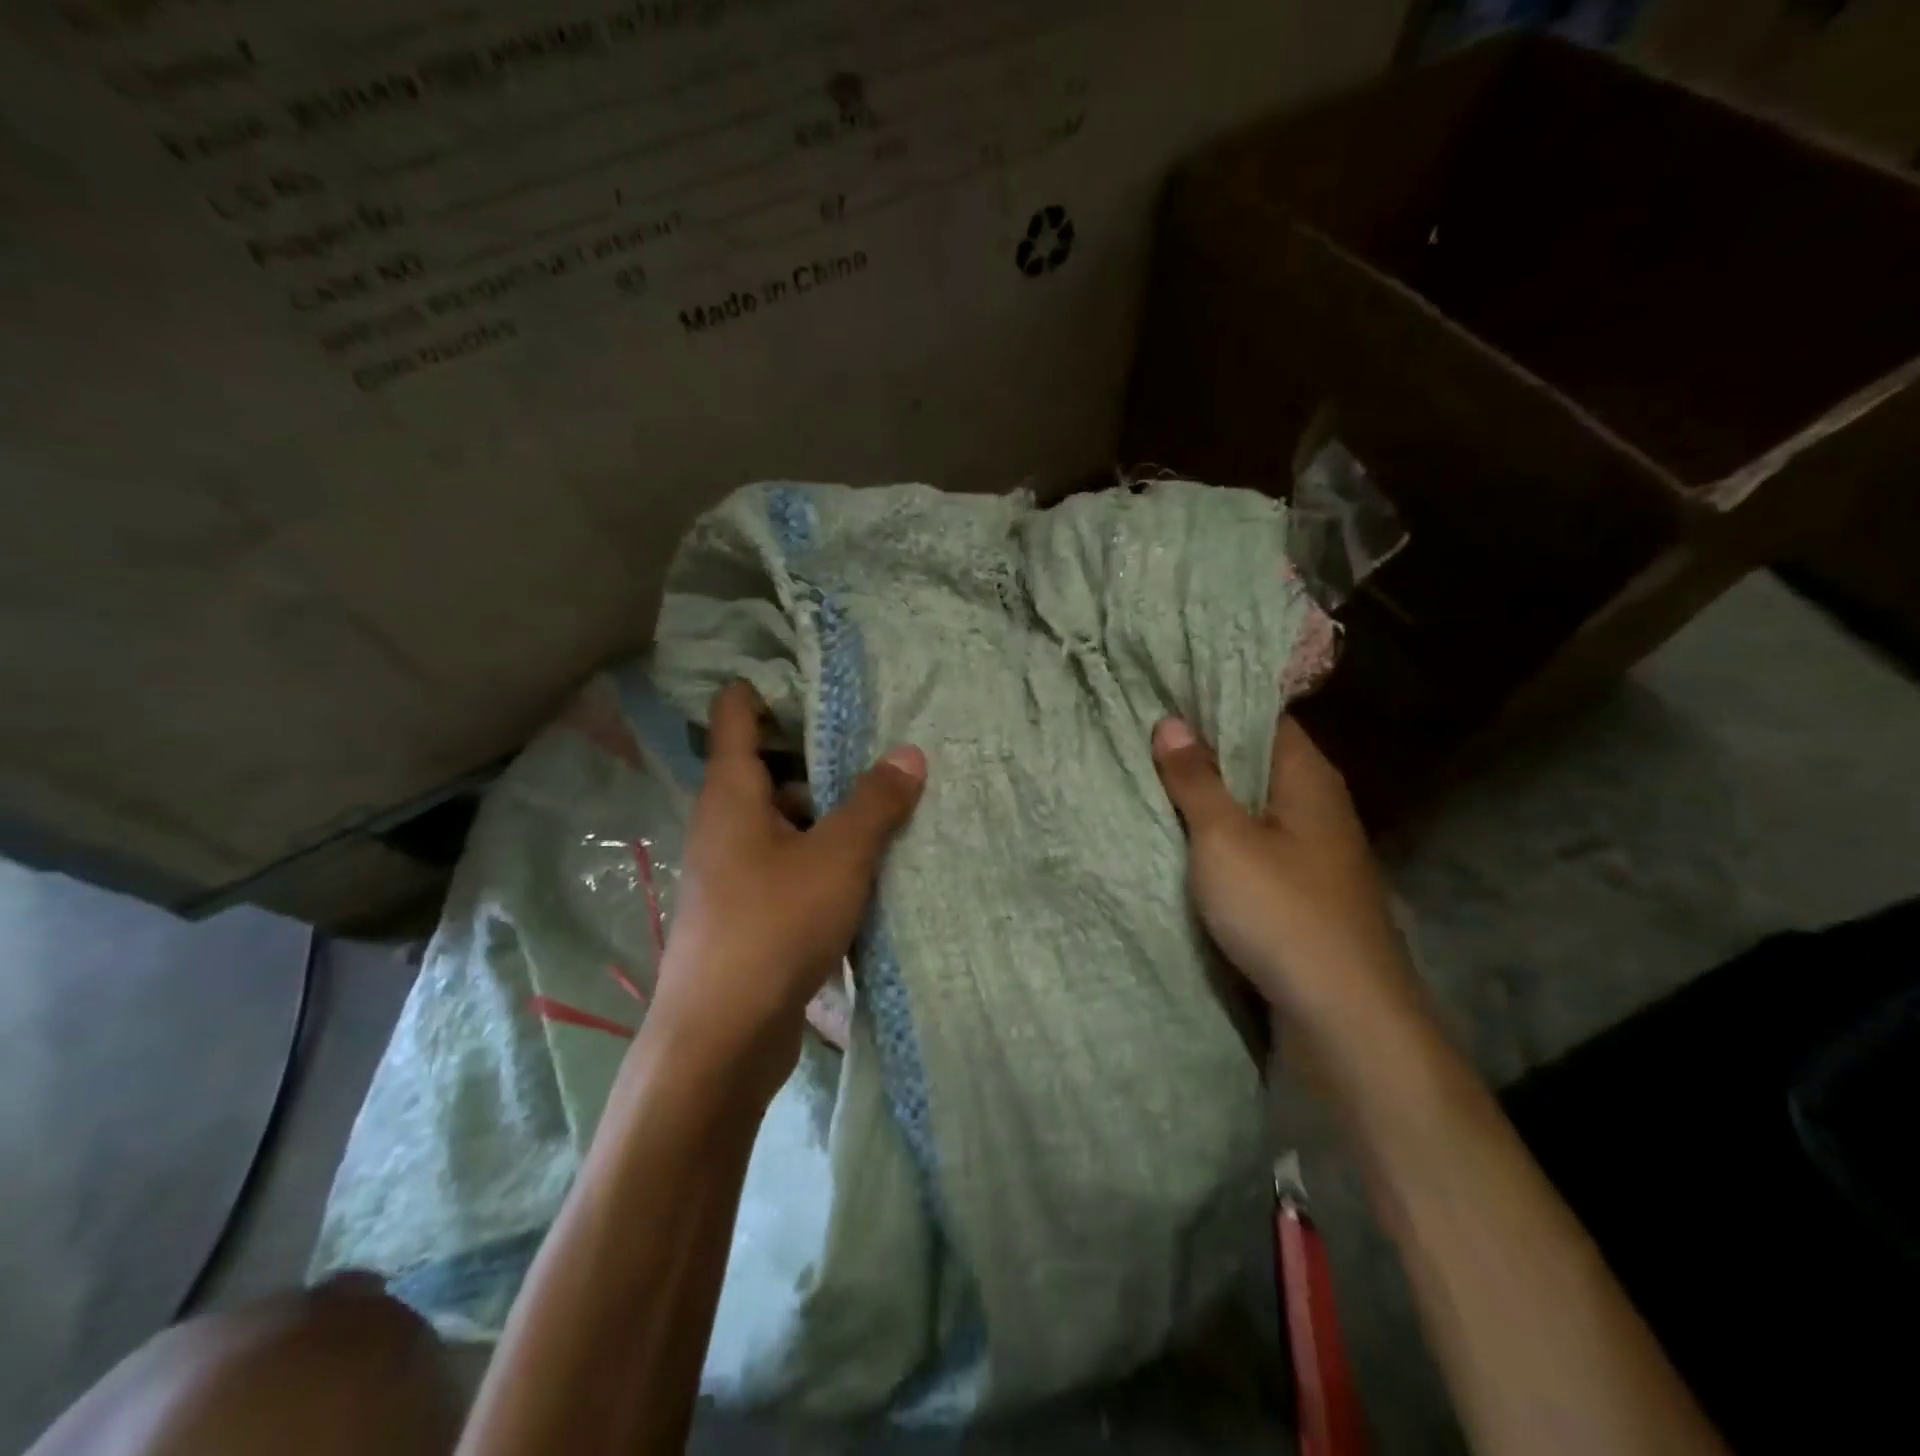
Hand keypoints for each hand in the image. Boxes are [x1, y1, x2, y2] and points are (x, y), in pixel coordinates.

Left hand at [644, 681, 925, 1099]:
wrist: (722, 1038)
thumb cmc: (772, 926)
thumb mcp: (836, 857)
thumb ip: (874, 803)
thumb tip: (910, 752)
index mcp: (732, 793)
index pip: (737, 714)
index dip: (768, 687)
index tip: (818, 676)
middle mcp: (727, 823)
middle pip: (771, 766)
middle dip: (821, 753)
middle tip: (880, 738)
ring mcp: (736, 869)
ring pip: (787, 819)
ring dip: (830, 810)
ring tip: (890, 798)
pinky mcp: (751, 909)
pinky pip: (792, 861)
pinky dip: (825, 853)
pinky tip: (870, 862)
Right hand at [1151, 715, 1419, 1038]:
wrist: (1342, 1015)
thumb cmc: (1281, 911)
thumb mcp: (1224, 838)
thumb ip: (1196, 780)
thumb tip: (1171, 722)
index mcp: (1308, 777)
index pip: (1262, 716)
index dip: (1214, 703)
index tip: (1163, 695)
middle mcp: (1318, 805)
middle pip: (1256, 761)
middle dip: (1203, 750)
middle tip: (1143, 735)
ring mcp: (1314, 851)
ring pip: (1253, 806)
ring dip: (1209, 797)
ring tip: (1151, 778)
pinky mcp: (1303, 890)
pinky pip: (1255, 845)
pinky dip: (1220, 837)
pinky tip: (1183, 838)